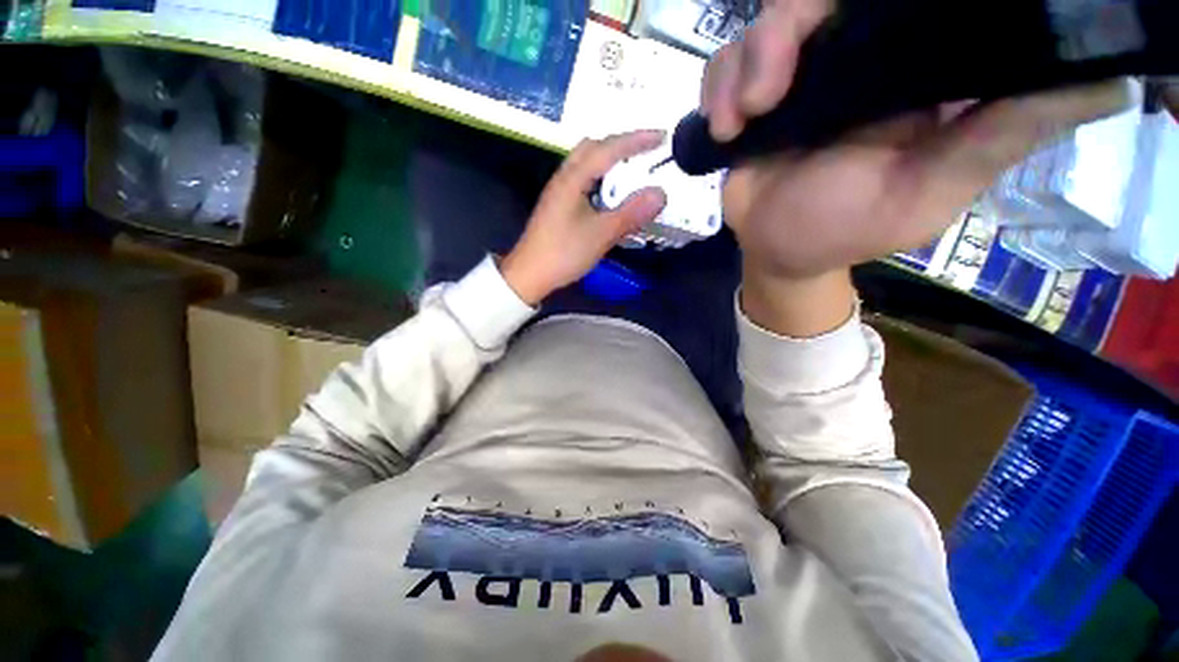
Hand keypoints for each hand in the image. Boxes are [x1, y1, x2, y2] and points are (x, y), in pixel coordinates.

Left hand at [500, 131, 666, 304]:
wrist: (529, 275)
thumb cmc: (564, 253)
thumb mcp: (601, 234)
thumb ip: (631, 213)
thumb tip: (661, 193)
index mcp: (573, 179)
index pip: (608, 148)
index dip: (637, 140)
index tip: (662, 137)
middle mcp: (564, 178)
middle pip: (592, 147)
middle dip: (621, 145)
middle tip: (645, 154)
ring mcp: (558, 192)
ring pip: (586, 164)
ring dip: (609, 162)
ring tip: (631, 173)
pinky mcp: (558, 206)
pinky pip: (583, 180)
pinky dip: (601, 179)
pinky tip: (610, 196)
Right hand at [701, 1, 1130, 334]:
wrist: (776, 251)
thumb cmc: (845, 230)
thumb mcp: (930, 192)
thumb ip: (1001, 136)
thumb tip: (1108, 83)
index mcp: (907, 68)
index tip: (857, 10)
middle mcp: (852, 56)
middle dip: (785, 27)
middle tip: (767, 92)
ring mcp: (795, 77)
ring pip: (762, 27)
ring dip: (740, 69)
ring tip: (741, 121)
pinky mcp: (749, 100)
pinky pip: (724, 67)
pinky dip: (716, 90)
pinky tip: (723, 130)